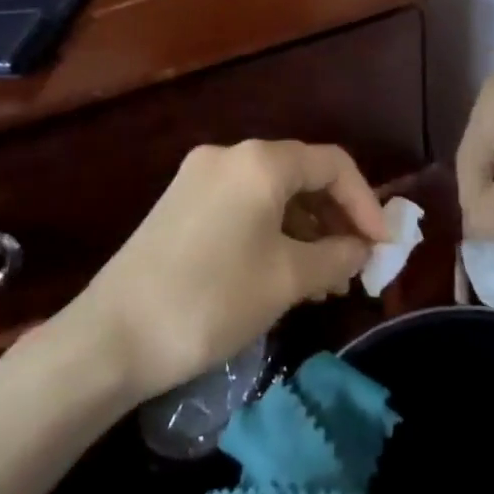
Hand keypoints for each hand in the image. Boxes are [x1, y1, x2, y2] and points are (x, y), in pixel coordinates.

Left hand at [72, 141, 387, 400]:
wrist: (112, 336)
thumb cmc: (212, 300)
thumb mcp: (287, 279)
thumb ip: (336, 256)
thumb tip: (361, 250)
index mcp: (259, 162)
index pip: (332, 164)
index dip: (366, 202)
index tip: (381, 247)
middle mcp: (228, 156)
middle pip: (301, 174)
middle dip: (335, 218)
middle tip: (354, 265)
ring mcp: (197, 178)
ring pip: (271, 193)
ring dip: (304, 229)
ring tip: (322, 280)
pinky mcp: (179, 204)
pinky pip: (242, 206)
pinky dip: (271, 232)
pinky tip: (282, 271)